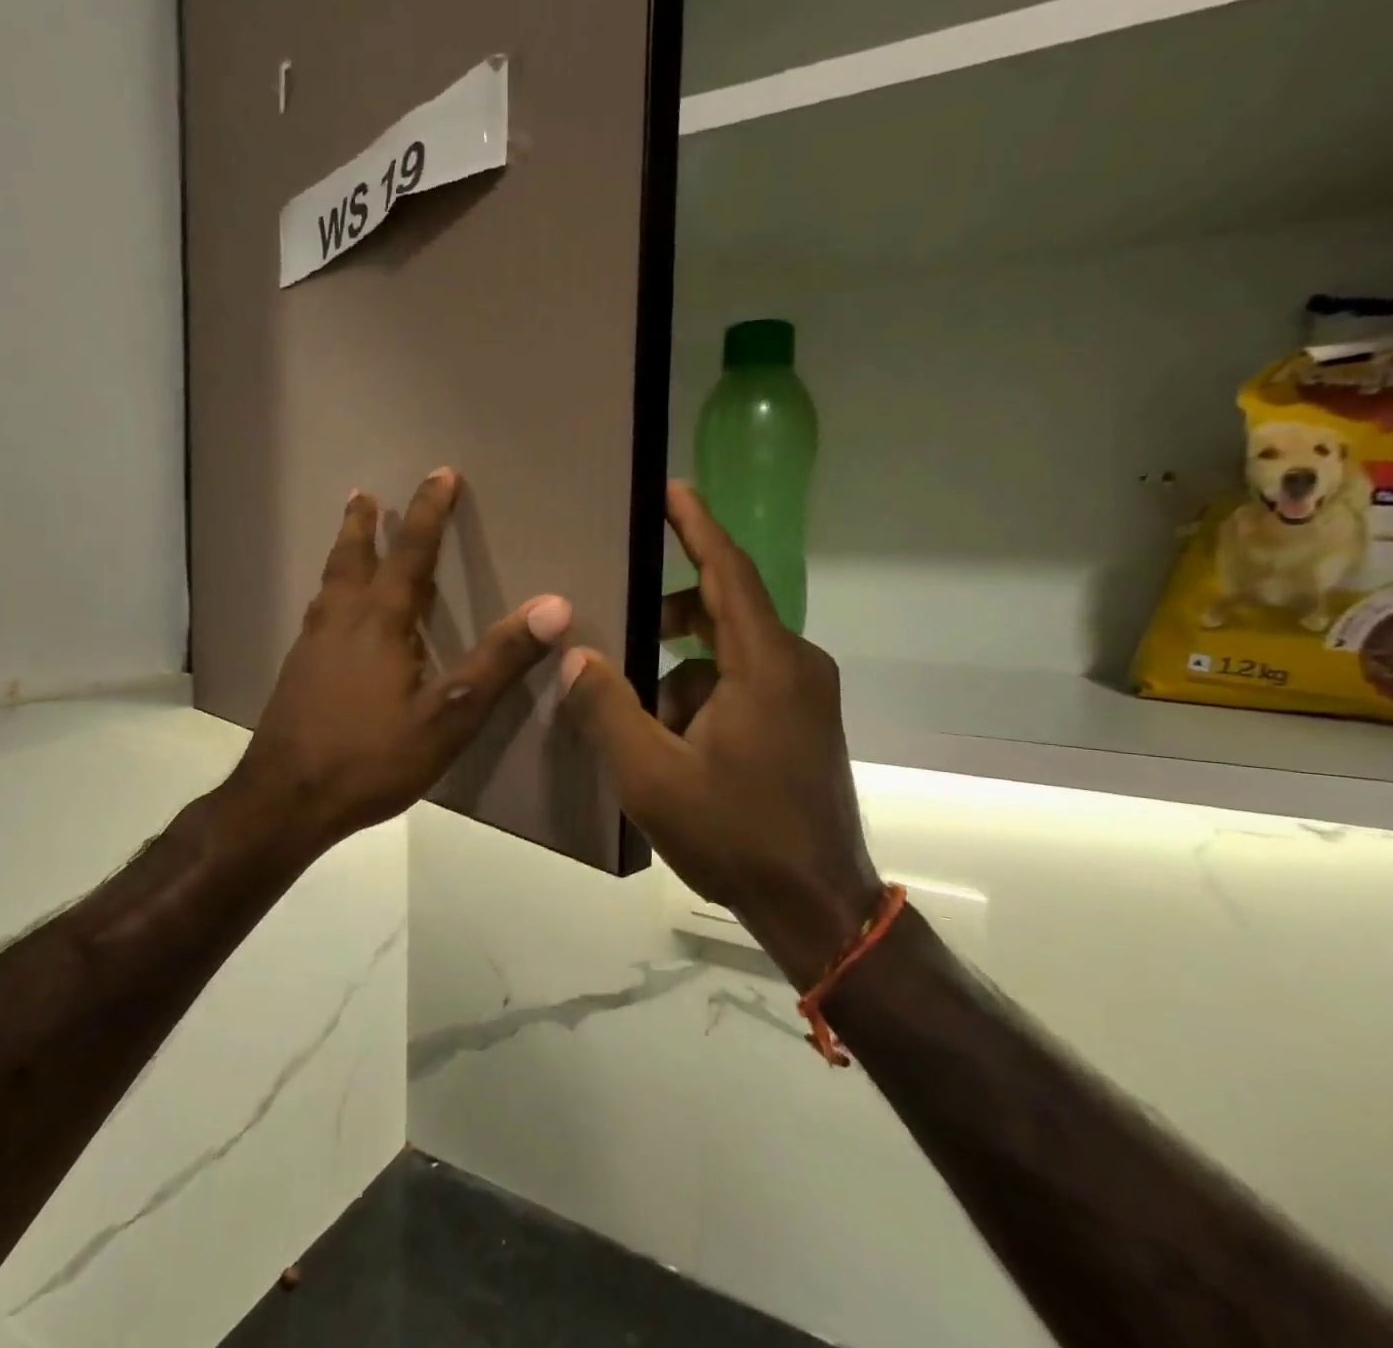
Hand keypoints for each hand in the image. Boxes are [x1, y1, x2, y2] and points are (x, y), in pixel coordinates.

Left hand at [225, 469, 571, 856]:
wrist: (284, 801)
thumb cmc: (371, 757)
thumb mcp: (448, 715)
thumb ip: (499, 660)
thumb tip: (553, 606)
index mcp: (380, 622)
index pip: (411, 553)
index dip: (428, 512)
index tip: (440, 473)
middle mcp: (341, 621)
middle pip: (353, 558)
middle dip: (364, 523)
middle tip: (365, 494)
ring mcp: (311, 646)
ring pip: (329, 583)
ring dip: (343, 552)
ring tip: (348, 535)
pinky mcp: (296, 672)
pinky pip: (317, 613)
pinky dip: (330, 592)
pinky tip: (330, 613)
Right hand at [558, 482, 880, 988]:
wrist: (815, 904)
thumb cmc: (735, 833)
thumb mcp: (651, 775)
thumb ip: (608, 707)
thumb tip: (578, 655)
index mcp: (765, 664)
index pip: (728, 572)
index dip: (697, 525)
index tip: (670, 488)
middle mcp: (794, 665)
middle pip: (725, 609)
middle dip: (669, 609)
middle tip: (618, 612)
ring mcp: (804, 696)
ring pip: (730, 652)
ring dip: (680, 663)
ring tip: (631, 697)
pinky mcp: (803, 722)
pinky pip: (744, 682)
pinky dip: (702, 689)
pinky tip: (666, 733)